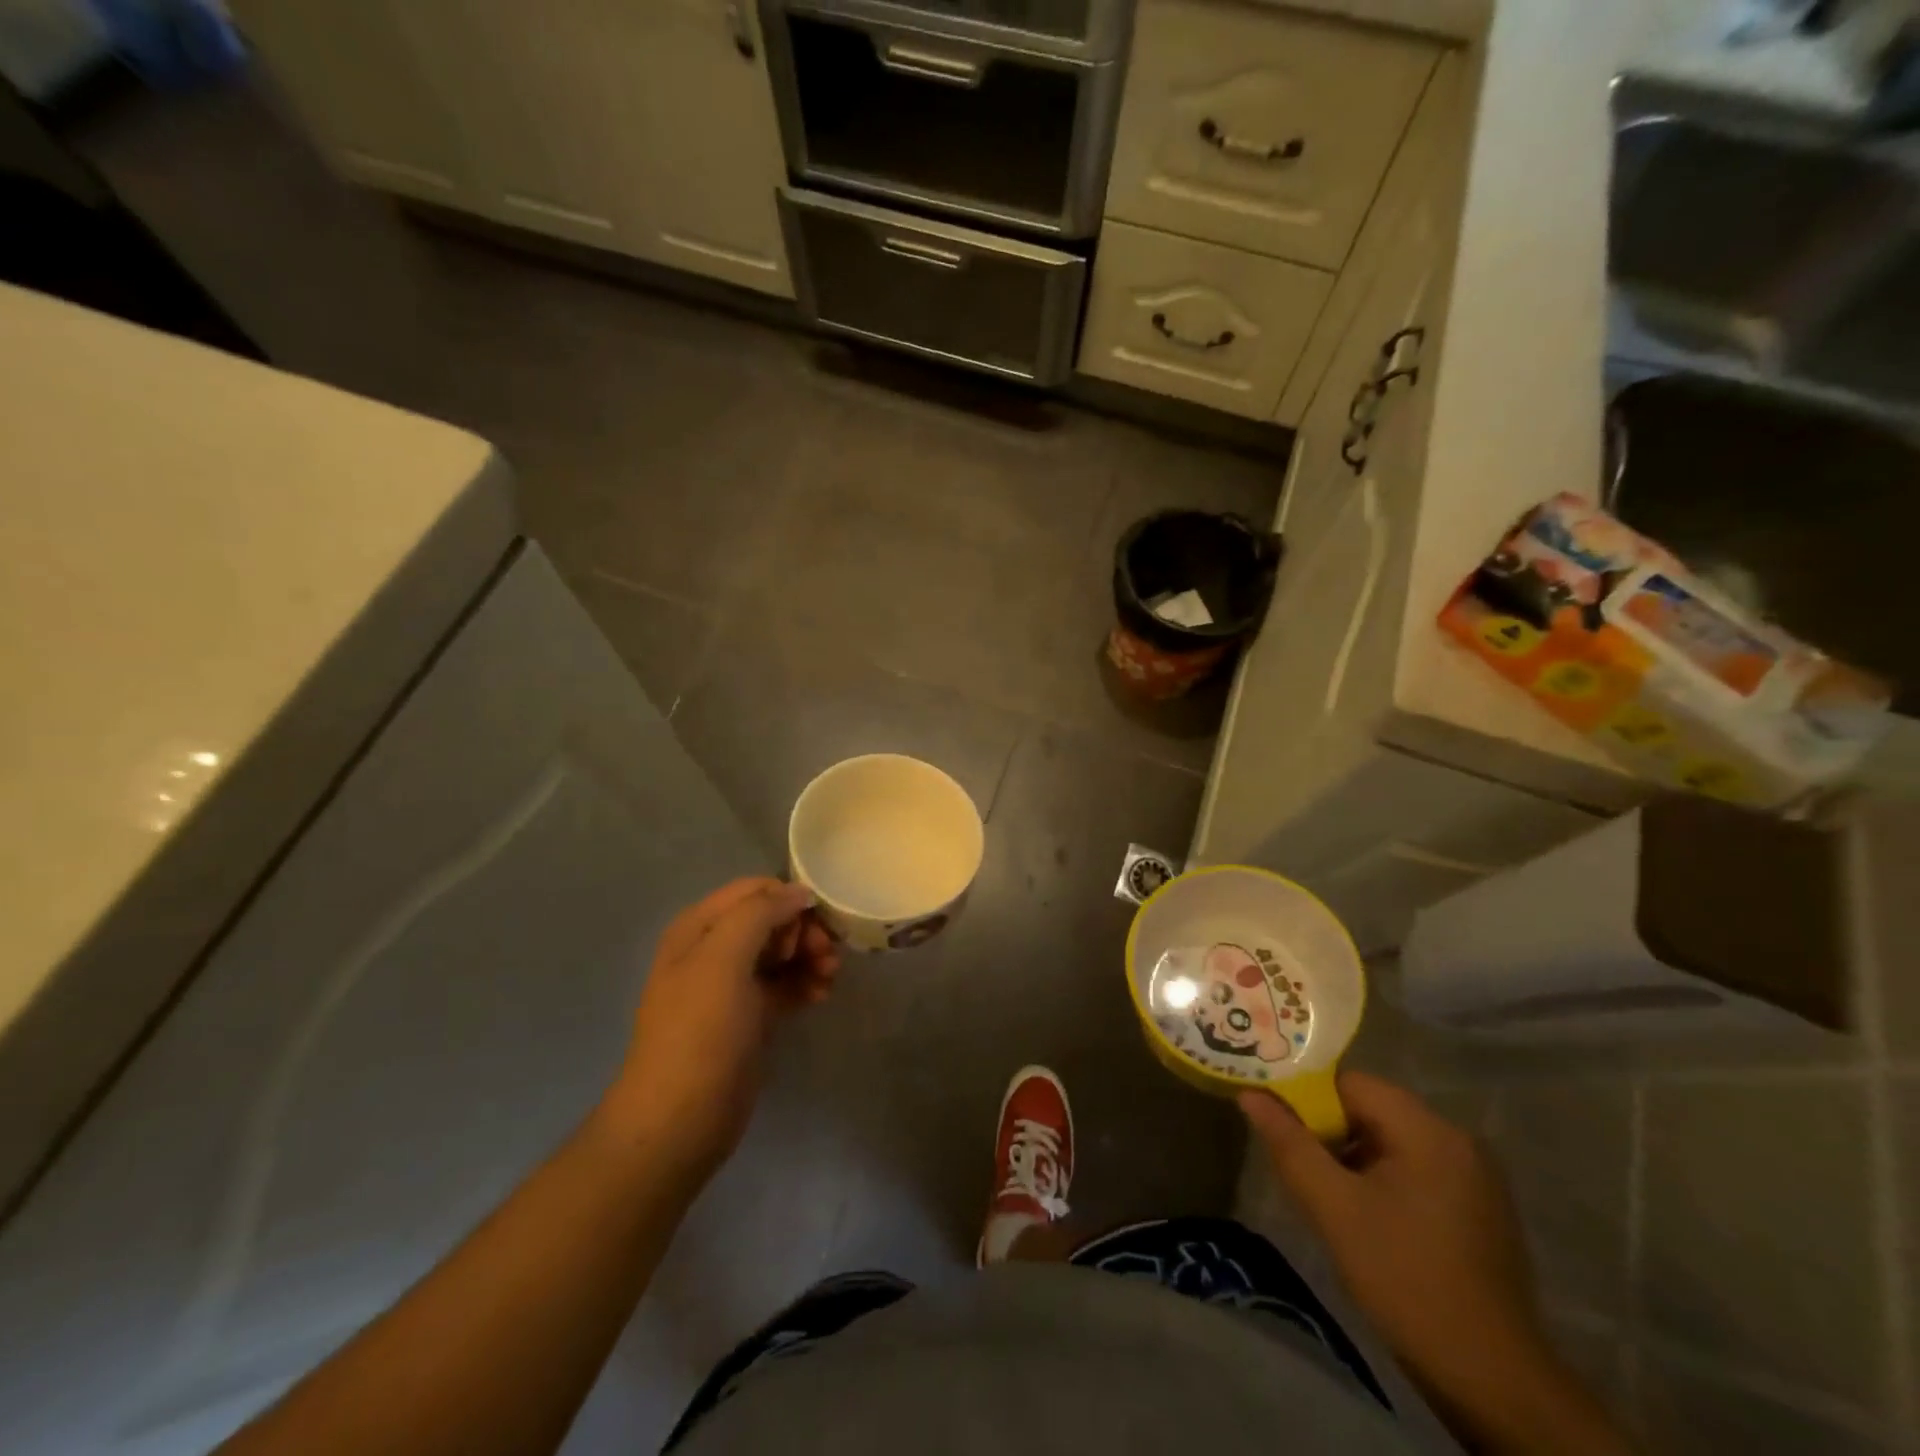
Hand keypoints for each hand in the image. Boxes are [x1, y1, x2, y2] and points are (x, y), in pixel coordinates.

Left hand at [606, 879, 838, 1182]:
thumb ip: (760, 913)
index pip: (754, 890)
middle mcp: (714, 949)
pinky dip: (805, 983)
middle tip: (826, 955)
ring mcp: (731, 985)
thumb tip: (799, 892)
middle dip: (803, 931)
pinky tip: (822, 995)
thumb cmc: (699, 1032)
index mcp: (699, 927)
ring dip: (809, 957)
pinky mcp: (750, 1017)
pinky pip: (784, 984)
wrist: (680, 1120)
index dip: (787, 901)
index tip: (811, 928)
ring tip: (830, 977)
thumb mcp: (723, 959)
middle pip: (772, 919)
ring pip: (781, 952)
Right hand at [1241, 1074, 1628, 1454]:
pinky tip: (1367, 1218)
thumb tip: (1250, 1094)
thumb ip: (1289, 1143)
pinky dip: (1383, 1180)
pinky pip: (1416, 1169)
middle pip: (1372, 1110)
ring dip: (1354, 1158)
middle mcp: (1458, 1140)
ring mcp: (1475, 1176)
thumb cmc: (1405, 1278)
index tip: (1281, 1129)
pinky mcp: (1479, 1209)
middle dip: (1330, 1132)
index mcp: (1429, 1130)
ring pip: (1392, 1141)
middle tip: (1299, 1166)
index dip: (1308, 1100)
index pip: (1351, 1084)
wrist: (1490, 1378)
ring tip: (1327, 1195)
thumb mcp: (1333, 1207)